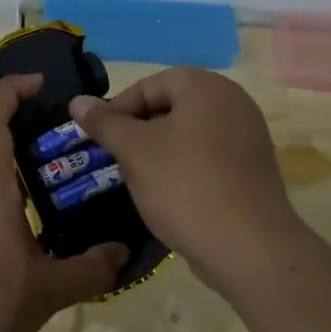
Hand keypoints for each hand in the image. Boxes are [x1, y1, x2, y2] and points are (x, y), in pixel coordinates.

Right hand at [69, 68, 303, 291]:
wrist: (248, 247)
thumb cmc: (184, 186)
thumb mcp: (135, 151)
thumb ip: (105, 123)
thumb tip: (78, 101)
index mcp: (207, 88)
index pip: (152, 84)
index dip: (120, 107)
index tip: (100, 137)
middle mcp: (234, 103)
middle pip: (173, 106)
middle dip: (139, 130)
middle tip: (117, 158)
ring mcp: (248, 137)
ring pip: (189, 133)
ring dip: (159, 151)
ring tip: (138, 178)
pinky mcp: (252, 169)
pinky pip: (209, 156)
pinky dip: (184, 167)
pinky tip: (170, 195)